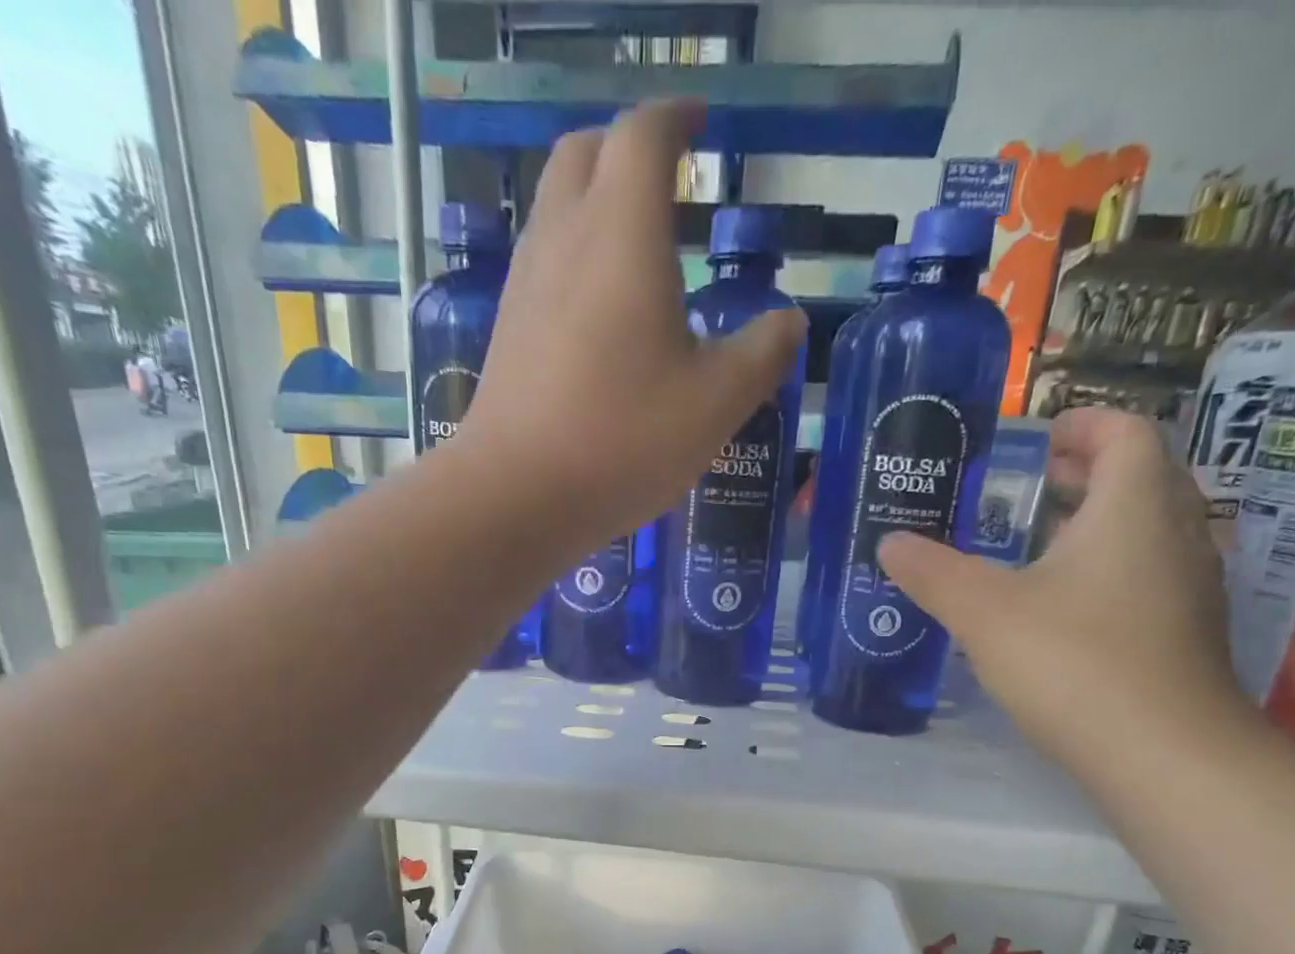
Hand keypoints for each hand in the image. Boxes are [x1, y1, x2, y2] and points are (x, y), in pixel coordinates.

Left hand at [459, 101, 806, 540]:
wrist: (518, 495)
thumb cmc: (625, 439)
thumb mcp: (717, 402)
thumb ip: (762, 353)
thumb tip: (787, 322)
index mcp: (623, 232)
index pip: (645, 134)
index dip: (677, 117)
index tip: (701, 123)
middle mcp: (565, 238)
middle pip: (587, 153)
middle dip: (629, 148)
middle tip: (669, 178)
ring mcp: (526, 284)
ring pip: (557, 206)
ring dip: (597, 202)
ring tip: (640, 244)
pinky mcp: (508, 330)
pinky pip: (544, 262)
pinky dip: (576, 255)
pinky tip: (602, 308)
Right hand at [878, 408, 1247, 770]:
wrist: (1163, 755)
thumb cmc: (1074, 661)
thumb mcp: (984, 612)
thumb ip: (933, 572)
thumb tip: (890, 543)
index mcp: (1135, 506)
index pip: (1124, 431)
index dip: (1081, 424)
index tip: (1035, 440)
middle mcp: (1176, 533)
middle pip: (1137, 478)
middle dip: (1079, 476)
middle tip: (1019, 492)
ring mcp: (1190, 586)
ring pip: (1143, 531)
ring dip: (1091, 526)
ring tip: (1028, 549)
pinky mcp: (1185, 633)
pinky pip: (1145, 576)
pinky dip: (1104, 570)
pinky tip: (1056, 610)